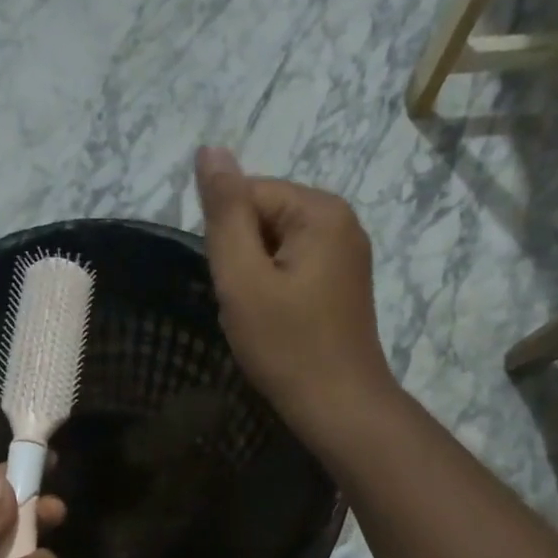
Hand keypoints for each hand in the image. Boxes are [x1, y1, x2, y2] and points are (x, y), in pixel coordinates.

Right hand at [194, 147, 395, 436]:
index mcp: (321, 210)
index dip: (227, 241)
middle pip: (265, 220)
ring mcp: (347, 257)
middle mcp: (342, 222)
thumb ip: (224, 213)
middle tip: (247, 309)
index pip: (249, 194)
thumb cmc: (287, 346)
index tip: (233, 287)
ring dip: (256, 282)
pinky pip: (294, 273)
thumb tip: (210, 149)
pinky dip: (276, 296)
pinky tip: (278, 327)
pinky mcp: (344, 287)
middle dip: (243, 261)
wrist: (339, 407)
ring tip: (262, 321)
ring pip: (276, 251)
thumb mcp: (243, 278)